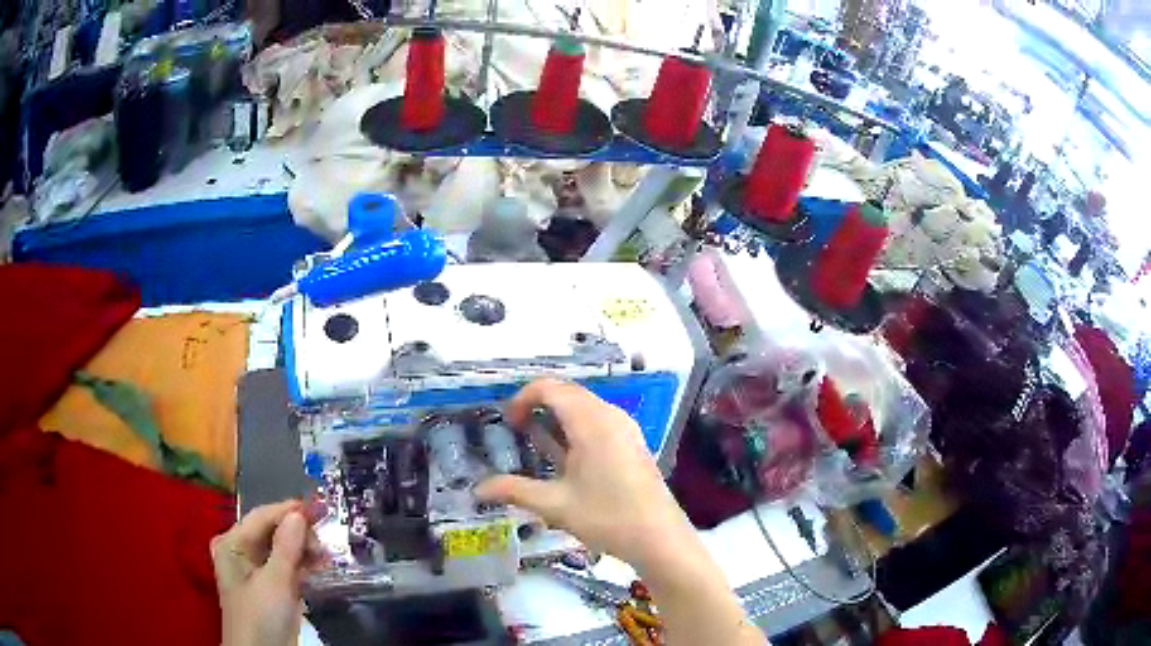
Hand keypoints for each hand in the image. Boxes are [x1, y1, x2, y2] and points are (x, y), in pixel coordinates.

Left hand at [211, 501, 320, 645]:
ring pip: (282, 549)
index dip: (288, 511)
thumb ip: (286, 547)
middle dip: (298, 534)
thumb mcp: (275, 582)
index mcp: (233, 544)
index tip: (318, 508)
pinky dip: (303, 565)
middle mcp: (241, 552)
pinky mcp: (271, 588)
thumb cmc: (261, 616)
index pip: (261, 517)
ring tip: (326, 557)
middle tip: (324, 543)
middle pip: (272, 531)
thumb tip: (299, 514)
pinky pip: (287, 567)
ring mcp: (256, 571)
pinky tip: (321, 567)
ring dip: (304, 550)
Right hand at [475, 379, 696, 572]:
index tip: (506, 422)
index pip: (551, 388)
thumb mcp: (555, 505)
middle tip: (514, 430)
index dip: (522, 397)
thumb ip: (514, 490)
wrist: (660, 538)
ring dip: (555, 418)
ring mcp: (624, 429)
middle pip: (568, 394)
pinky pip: (597, 422)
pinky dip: (574, 429)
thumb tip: (478, 489)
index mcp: (592, 422)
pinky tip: (562, 457)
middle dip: (537, 405)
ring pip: (583, 408)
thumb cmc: (607, 518)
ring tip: (532, 441)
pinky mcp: (631, 444)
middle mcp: (610, 416)